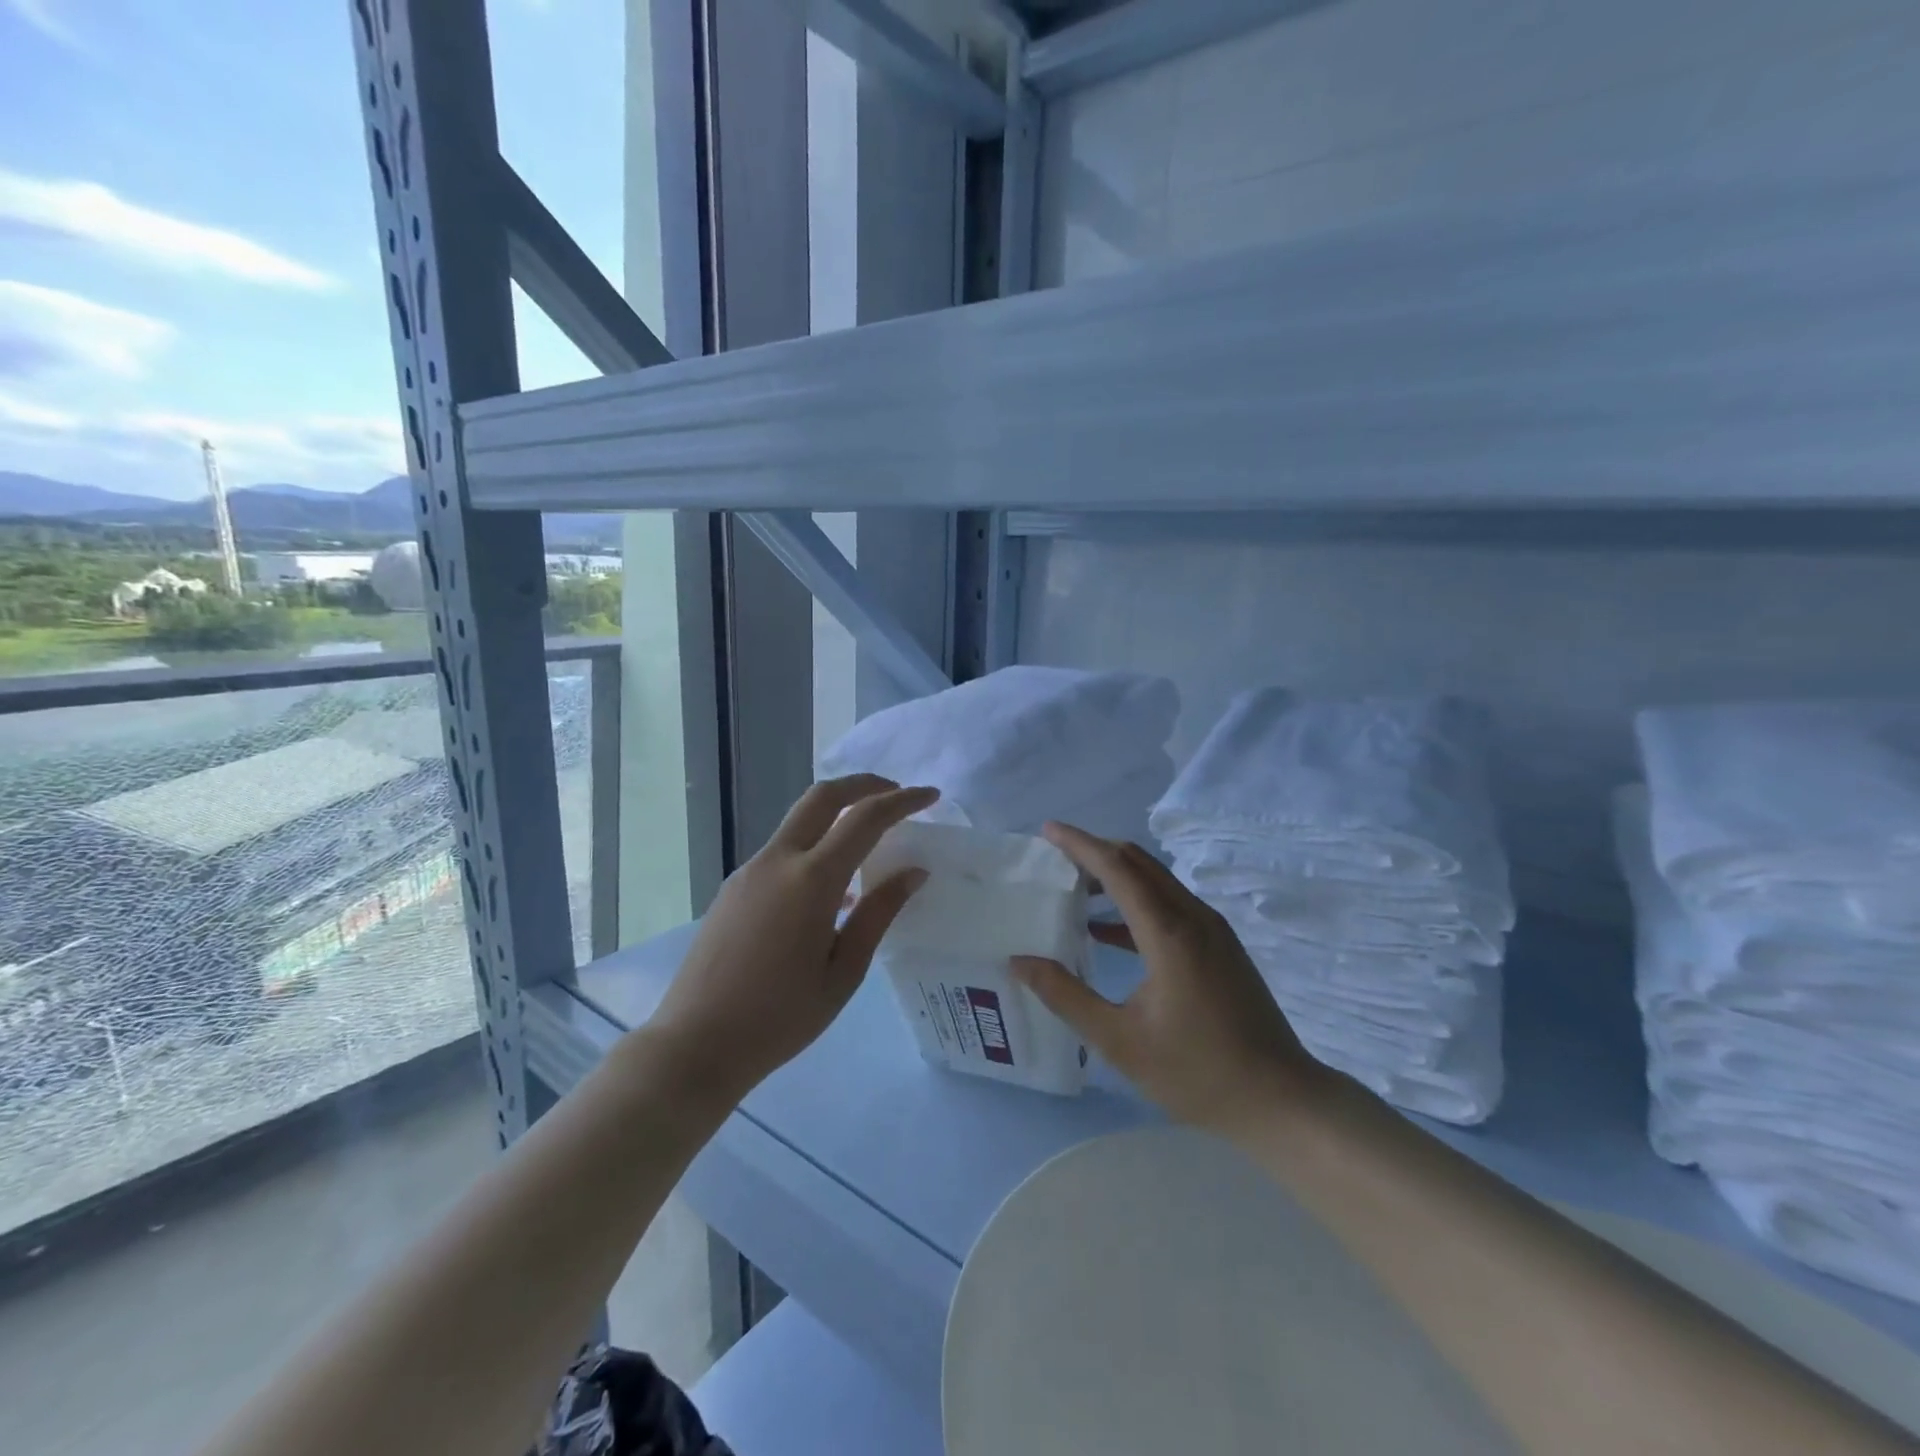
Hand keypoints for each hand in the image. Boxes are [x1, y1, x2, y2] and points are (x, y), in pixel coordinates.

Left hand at [648, 775, 936, 1107]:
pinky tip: (830, 890)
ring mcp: (749, 871)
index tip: (930, 795)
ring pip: (799, 820)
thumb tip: (913, 872)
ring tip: (869, 842)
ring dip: (837, 814)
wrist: (694, 1045)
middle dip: (864, 784)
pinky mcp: (733, 887)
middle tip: (896, 795)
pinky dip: (814, 846)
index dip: (902, 801)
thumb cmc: (780, 1018)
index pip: (864, 819)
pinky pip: (782, 850)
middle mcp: (777, 861)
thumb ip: (878, 914)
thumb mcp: (843, 972)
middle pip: (822, 796)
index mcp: (811, 881)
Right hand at [1011, 822, 1330, 1136]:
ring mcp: (1214, 930)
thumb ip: (1066, 996)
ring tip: (1075, 889)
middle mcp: (1194, 918)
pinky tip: (1108, 932)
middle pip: (1139, 864)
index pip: (1117, 868)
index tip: (1047, 830)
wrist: (1281, 1100)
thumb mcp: (1119, 1041)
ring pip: (1158, 882)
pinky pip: (1171, 905)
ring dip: (1116, 876)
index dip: (1080, 844)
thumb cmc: (1196, 1072)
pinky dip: (1136, 903)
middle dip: (1096, 852)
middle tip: (1055, 858)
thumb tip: (1020, 961)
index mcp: (1169, 934)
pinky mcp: (1222, 946)